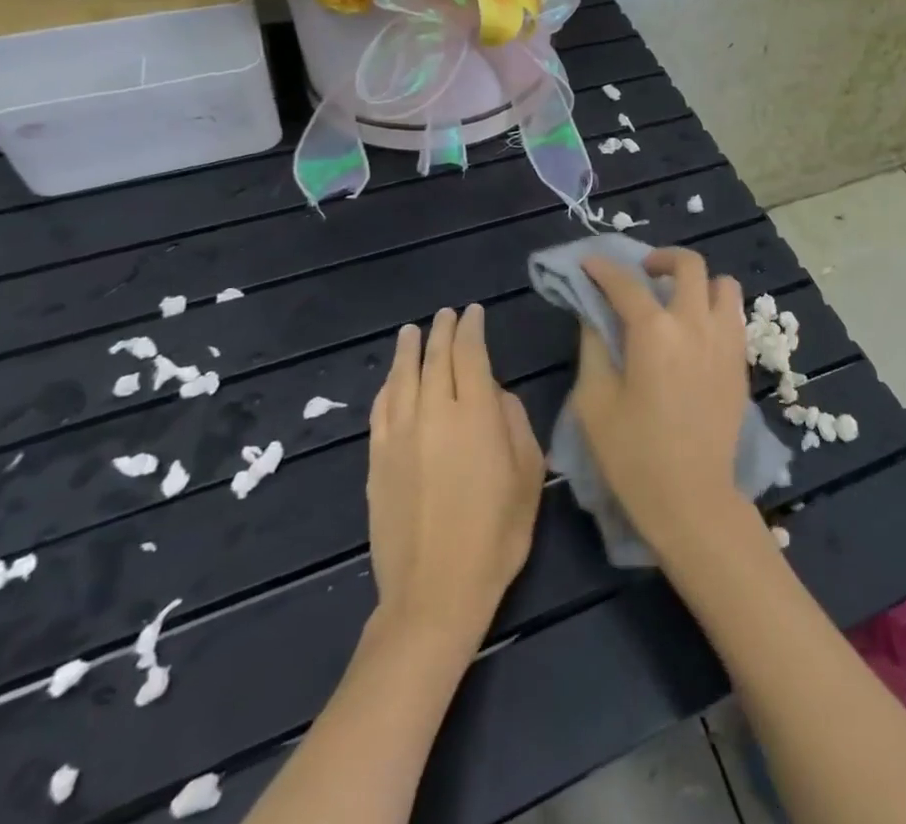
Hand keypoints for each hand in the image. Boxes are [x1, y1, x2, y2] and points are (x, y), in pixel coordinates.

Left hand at [367, 305, 545, 644]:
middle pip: (435, 358)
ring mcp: (399, 436)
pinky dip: (388, 386)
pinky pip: (381, 409)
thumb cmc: (497, 533)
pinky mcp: (376, 460)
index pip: (470, 354)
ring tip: (412, 331)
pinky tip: (392, 379)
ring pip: (402, 378)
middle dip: (442, 331)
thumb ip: (515, 422)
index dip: (472, 329)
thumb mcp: (529, 473)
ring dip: (408, 350)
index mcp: (476, 414)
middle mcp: (434, 413)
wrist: (435, 592)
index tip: (474, 313)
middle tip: (447, 314)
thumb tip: (495, 395)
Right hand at [572, 248, 752, 551]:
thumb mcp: (595, 402)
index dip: (603, 268)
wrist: (693, 499)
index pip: (625, 283)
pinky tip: (695, 331)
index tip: (589, 263)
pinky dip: (714, 307)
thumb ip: (594, 348)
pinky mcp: (741, 361)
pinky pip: (733, 314)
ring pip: (722, 284)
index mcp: (654, 332)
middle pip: (688, 264)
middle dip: (661, 258)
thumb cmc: (634, 456)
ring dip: (698, 281)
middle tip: (642, 273)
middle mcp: (695, 323)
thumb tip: (596, 315)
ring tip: (676, 300)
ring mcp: (725, 340)